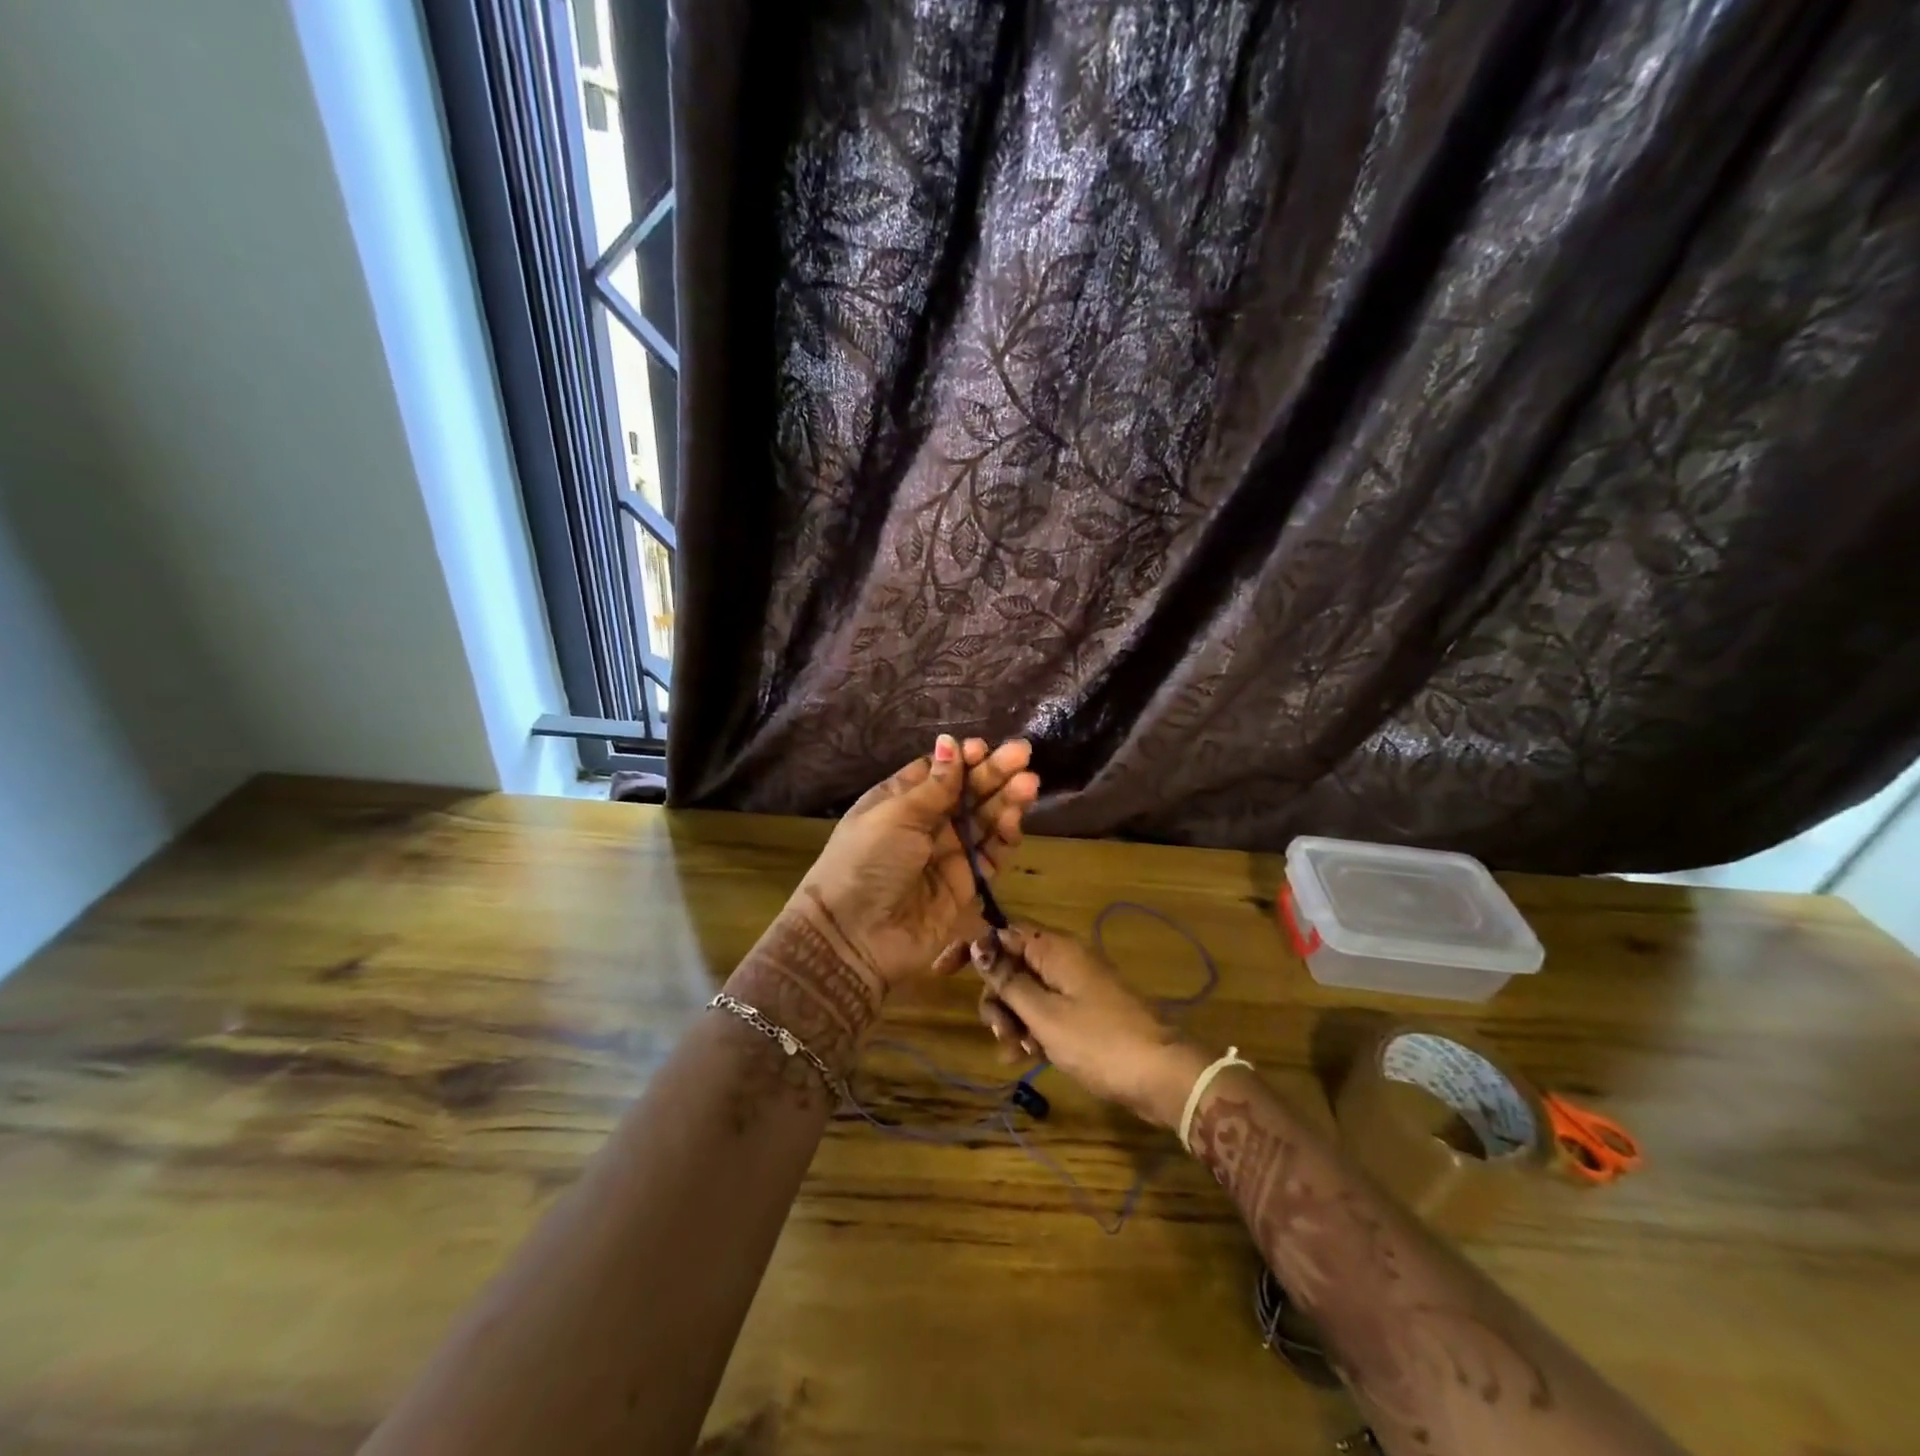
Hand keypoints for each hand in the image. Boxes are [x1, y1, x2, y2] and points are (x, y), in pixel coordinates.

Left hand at [793, 735, 1038, 992]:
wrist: (855, 937)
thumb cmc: (867, 862)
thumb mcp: (895, 815)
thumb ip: (933, 785)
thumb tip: (949, 742)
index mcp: (900, 801)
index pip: (940, 772)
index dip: (963, 760)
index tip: (982, 749)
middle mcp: (926, 824)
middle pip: (967, 793)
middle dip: (994, 773)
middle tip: (1023, 755)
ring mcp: (948, 854)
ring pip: (984, 820)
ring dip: (1006, 800)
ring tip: (1028, 783)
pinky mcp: (967, 884)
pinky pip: (991, 855)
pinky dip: (1004, 836)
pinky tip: (1015, 818)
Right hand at [956, 925, 1210, 1129]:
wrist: (1160, 1075)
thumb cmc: (1098, 1041)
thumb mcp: (1044, 1014)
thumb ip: (1008, 980)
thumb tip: (977, 944)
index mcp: (1054, 949)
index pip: (1000, 933)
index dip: (970, 949)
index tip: (941, 973)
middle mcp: (1063, 959)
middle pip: (1011, 966)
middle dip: (997, 998)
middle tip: (1002, 1034)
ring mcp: (1075, 985)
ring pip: (1026, 992)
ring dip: (1013, 1020)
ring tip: (1018, 1053)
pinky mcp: (1084, 1011)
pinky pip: (1045, 1011)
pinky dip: (1033, 1030)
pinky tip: (1029, 1057)